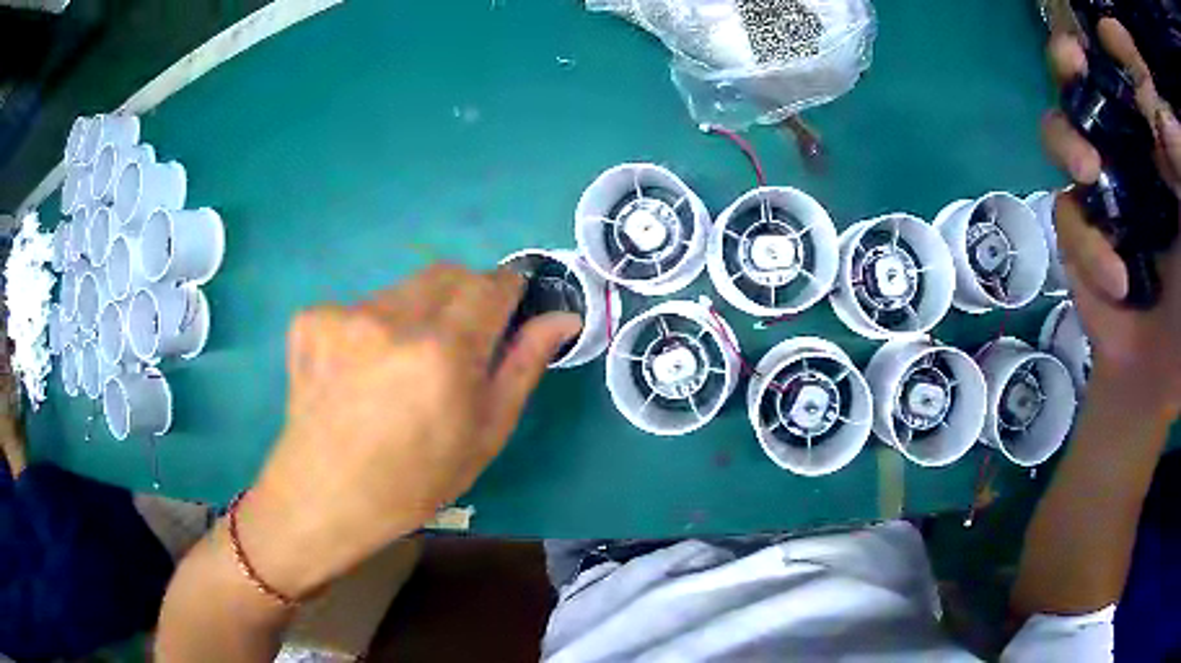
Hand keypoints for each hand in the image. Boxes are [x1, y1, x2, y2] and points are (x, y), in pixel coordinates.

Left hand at [238, 263, 580, 597]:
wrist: (325, 498)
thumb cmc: (414, 482)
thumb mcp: (484, 436)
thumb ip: (523, 366)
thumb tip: (563, 317)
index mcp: (444, 352)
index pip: (491, 284)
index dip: (507, 291)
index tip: (507, 309)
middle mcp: (393, 319)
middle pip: (447, 273)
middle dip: (464, 296)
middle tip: (457, 344)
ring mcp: (345, 313)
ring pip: (403, 289)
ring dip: (416, 313)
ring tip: (400, 365)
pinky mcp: (311, 318)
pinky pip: (361, 305)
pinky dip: (372, 328)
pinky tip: (359, 371)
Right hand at [1042, 19, 1180, 414]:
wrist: (1158, 370)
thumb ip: (1175, 172)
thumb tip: (1159, 127)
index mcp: (1146, 143)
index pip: (1117, 79)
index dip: (1102, 51)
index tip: (1104, 42)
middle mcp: (1119, 153)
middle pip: (1080, 89)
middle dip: (1067, 66)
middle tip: (1072, 62)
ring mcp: (1095, 191)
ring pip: (1059, 134)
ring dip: (1066, 141)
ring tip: (1089, 170)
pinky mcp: (1076, 233)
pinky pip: (1067, 219)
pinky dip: (1090, 248)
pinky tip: (1117, 282)